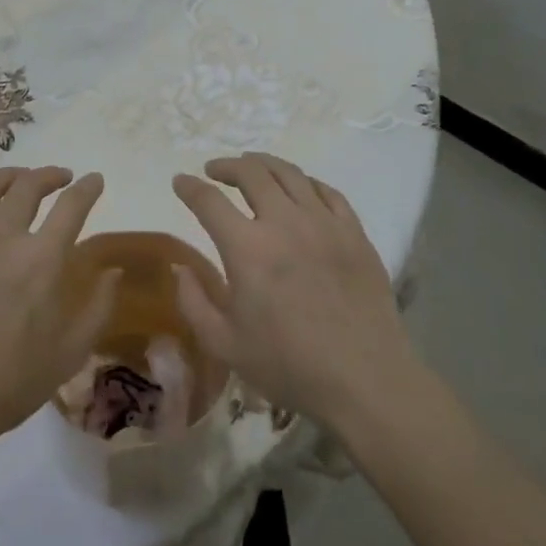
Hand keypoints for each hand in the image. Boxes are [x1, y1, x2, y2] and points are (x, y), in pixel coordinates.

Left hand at [0, 166, 117, 457]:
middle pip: (28, 185)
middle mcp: (0, 237)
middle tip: (59, 178)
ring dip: (9, 176)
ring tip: (18, 180)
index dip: (88, 187)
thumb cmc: (8, 384)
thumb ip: (99, 307)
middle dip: (50, 175)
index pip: (72, 205)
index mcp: (40, 260)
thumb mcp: (69, 353)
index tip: (94, 179)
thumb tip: (113, 271)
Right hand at [171, 153, 413, 428]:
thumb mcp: (224, 344)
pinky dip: (305, 182)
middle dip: (226, 166)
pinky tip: (299, 188)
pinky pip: (327, 191)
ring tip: (252, 166)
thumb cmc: (289, 365)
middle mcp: (284, 222)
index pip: (209, 201)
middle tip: (215, 170)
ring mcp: (323, 222)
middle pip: (250, 173)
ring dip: (263, 164)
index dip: (189, 187)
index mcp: (247, 248)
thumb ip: (193, 302)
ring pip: (289, 173)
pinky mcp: (354, 232)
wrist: (366, 380)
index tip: (180, 181)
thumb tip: (180, 267)